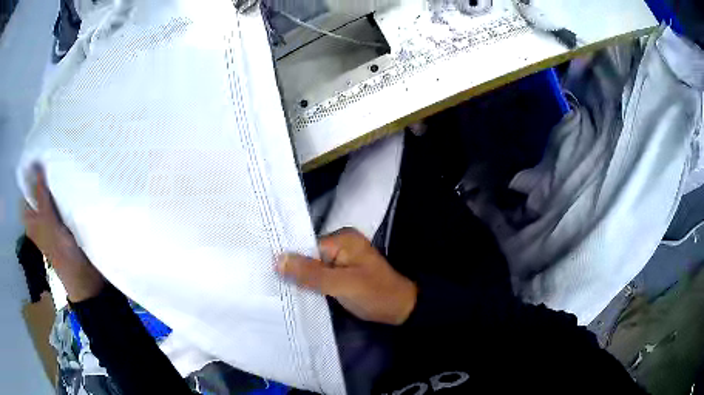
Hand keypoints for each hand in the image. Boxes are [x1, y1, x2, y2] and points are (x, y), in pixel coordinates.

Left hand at [22, 165, 104, 302]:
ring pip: (51, 195)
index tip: (40, 155)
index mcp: (31, 219)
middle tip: (54, 157)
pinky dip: (65, 192)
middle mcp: (39, 217)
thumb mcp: (48, 221)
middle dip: (45, 175)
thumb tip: (36, 164)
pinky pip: (62, 201)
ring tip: (64, 165)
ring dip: (57, 183)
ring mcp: (52, 220)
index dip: (31, 173)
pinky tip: (72, 182)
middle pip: (39, 190)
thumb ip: (41, 195)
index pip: (27, 190)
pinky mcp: (65, 221)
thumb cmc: (62, 251)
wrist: (85, 276)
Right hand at [276, 228, 416, 325]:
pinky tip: (295, 291)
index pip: (305, 246)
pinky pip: (320, 274)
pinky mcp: (341, 272)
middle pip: (307, 255)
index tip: (266, 271)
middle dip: (292, 269)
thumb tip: (278, 260)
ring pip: (312, 266)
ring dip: (300, 278)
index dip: (288, 260)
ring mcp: (341, 258)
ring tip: (275, 287)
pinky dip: (310, 283)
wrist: (401, 309)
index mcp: (342, 239)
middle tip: (268, 282)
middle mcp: (340, 244)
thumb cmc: (376, 295)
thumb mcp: (343, 285)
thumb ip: (311, 274)